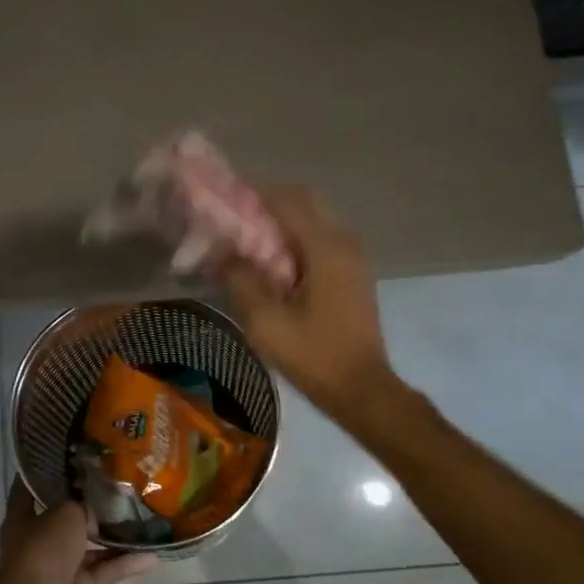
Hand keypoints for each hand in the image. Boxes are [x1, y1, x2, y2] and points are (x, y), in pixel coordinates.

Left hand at [0, 480, 156, 583]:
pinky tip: (151, 555)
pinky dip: (124, 564)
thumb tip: (99, 504)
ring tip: (142, 517)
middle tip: (119, 485)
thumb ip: (84, 503)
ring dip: (113, 536)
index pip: (31, 487)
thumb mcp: (66, 512)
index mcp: (24, 516)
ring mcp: (59, 564)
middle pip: (67, 517)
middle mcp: (40, 538)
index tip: (70, 456)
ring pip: (90, 545)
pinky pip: (104, 570)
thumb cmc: (44, 548)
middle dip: (90, 505)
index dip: (47, 471)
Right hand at [219, 187, 396, 417]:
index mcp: (326, 248)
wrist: (361, 389)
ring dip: (283, 221)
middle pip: (306, 202)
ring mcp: (354, 257)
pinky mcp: (353, 274)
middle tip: (235, 219)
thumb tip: (222, 253)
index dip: (253, 195)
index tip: (223, 201)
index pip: (287, 201)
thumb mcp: (266, 322)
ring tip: (248, 239)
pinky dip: (296, 239)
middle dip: (269, 203)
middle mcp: (345, 242)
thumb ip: (240, 280)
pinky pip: (322, 240)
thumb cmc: (314, 355)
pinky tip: (272, 262)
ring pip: (315, 219)